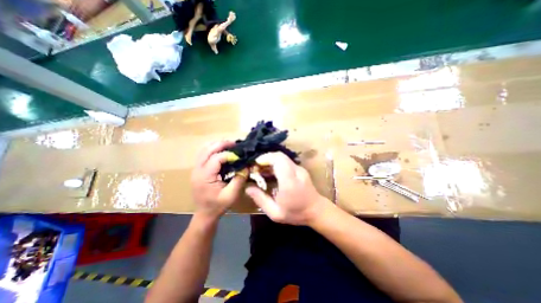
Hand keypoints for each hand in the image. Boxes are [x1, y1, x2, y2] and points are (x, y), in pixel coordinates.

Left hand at [190, 141, 246, 220]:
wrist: (205, 214)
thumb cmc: (218, 206)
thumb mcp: (231, 195)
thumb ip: (239, 179)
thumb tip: (247, 166)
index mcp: (204, 176)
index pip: (216, 158)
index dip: (229, 154)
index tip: (240, 155)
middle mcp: (197, 170)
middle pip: (207, 149)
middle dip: (221, 144)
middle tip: (235, 144)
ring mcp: (196, 169)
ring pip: (204, 150)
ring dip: (216, 145)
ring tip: (229, 146)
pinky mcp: (197, 170)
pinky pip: (204, 154)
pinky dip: (213, 149)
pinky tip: (222, 151)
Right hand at [244, 152, 329, 224]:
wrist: (316, 210)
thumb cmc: (296, 213)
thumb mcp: (275, 213)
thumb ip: (260, 199)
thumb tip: (248, 188)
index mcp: (289, 181)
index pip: (278, 160)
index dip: (265, 158)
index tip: (255, 165)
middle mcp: (296, 171)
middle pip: (279, 156)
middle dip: (265, 159)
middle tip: (256, 168)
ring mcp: (299, 168)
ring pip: (282, 157)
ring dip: (270, 161)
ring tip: (261, 171)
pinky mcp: (300, 169)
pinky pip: (285, 161)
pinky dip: (276, 163)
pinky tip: (271, 172)